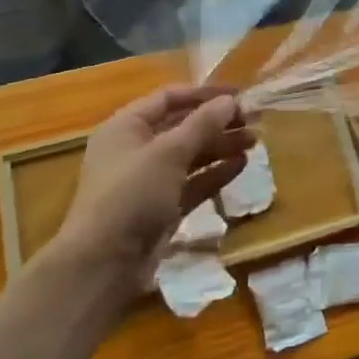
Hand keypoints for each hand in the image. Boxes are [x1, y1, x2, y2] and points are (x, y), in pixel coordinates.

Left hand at [43, 85, 250, 283]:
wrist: (104, 264)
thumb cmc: (131, 195)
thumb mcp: (169, 152)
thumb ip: (203, 124)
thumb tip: (231, 101)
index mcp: (126, 127)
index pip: (168, 98)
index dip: (204, 94)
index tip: (239, 95)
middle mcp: (135, 150)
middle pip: (182, 127)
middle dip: (217, 122)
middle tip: (253, 120)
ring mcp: (148, 182)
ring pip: (190, 156)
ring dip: (221, 146)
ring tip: (254, 141)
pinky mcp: (161, 209)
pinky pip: (192, 183)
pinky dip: (215, 173)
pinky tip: (241, 165)